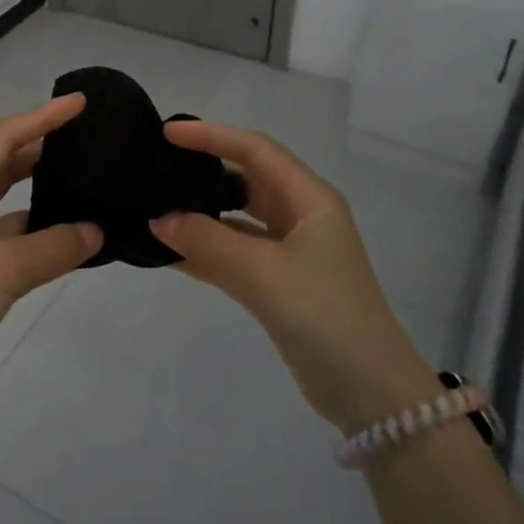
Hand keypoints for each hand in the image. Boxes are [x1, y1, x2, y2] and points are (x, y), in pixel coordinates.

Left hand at [0, 94, 103, 410]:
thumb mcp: (4, 270)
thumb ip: (55, 247)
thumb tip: (96, 231)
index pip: (2, 137)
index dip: (41, 117)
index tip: (79, 103)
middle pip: (1, 162)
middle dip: (41, 147)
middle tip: (85, 139)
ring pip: (5, 199)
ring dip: (38, 190)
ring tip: (82, 180)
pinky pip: (6, 234)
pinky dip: (34, 230)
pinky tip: (66, 235)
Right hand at [149, 120, 441, 433]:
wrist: (368, 391)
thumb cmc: (324, 315)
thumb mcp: (263, 273)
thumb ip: (208, 242)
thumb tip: (158, 219)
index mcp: (310, 200)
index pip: (255, 150)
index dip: (212, 135)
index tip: (167, 133)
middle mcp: (302, 217)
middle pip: (247, 179)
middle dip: (205, 170)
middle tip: (158, 167)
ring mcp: (291, 251)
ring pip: (238, 219)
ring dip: (201, 214)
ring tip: (155, 207)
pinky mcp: (279, 283)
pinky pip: (234, 254)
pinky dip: (205, 251)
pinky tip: (168, 253)